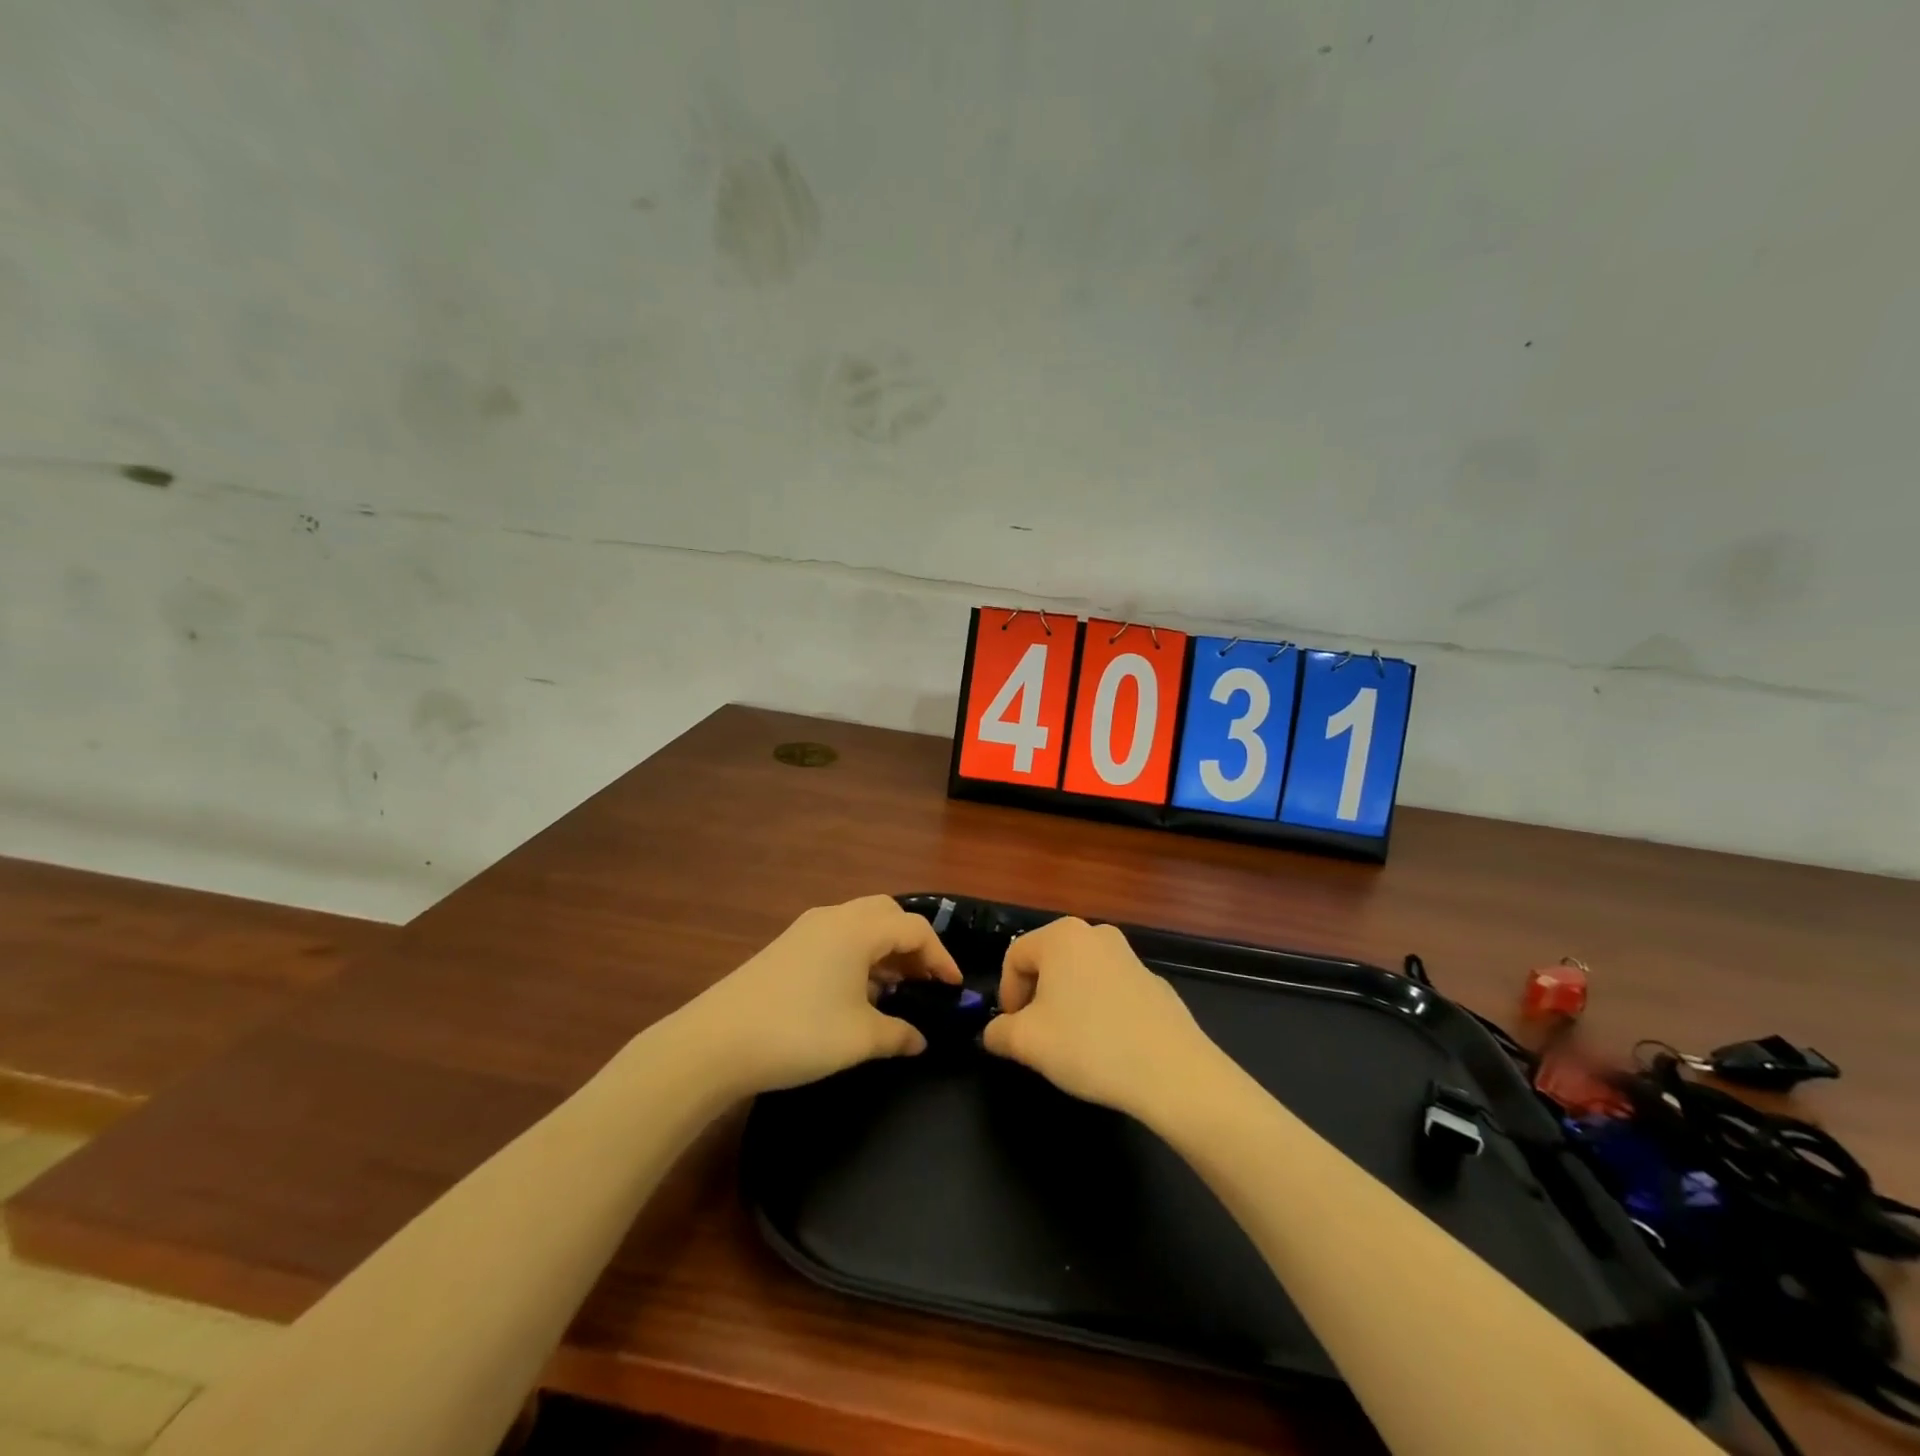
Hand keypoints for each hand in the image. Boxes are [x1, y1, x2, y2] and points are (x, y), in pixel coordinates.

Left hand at [680, 895, 961, 1094]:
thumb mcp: (859, 1039)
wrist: (716, 1042)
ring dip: (884, 949)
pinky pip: (837, 937)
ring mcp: (806, 929)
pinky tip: (855, 993)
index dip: (940, 957)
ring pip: (860, 924)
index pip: (915, 929)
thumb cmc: (799, 1032)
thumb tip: (921, 1039)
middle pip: (888, 914)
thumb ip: (899, 1035)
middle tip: (924, 981)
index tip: (953, 988)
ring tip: (894, 989)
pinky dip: (858, 955)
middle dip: (913, 944)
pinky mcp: (786, 946)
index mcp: (858, 928)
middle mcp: (834, 917)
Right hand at [981, 917, 1220, 1120]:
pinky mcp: (1153, 982)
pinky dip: (1098, 1011)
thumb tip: (995, 1032)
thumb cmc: (1089, 1045)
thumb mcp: (1027, 1043)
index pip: (1014, 956)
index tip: (1012, 1030)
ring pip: (1080, 976)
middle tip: (1038, 1037)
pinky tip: (1107, 1046)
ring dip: (1066, 1004)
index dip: (1006, 994)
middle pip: (1048, 962)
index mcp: (1061, 936)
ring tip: (1071, 1043)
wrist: (1172, 1071)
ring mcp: (1129, 955)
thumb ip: (999, 1032)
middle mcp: (1095, 934)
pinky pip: (1110, 990)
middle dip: (1036, 998)